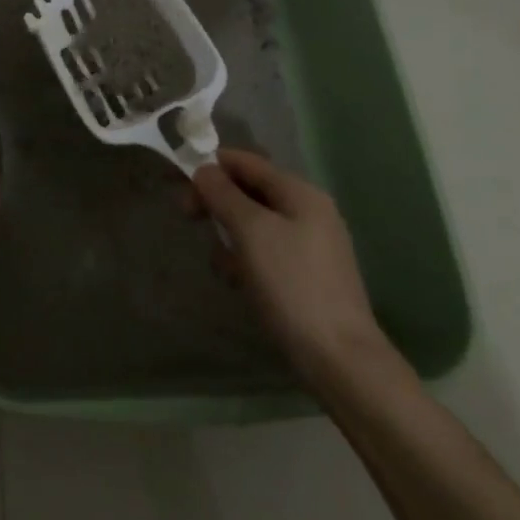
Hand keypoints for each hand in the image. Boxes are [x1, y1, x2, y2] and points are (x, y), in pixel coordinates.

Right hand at [191, 149, 385, 386]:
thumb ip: (224, 194)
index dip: (211, 167)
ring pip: (255, 223)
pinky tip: (238, 281)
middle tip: (189, 218)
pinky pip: (266, 251)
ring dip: (230, 235)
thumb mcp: (251, 231)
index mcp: (300, 192)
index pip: (246, 162)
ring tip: (221, 263)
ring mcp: (311, 244)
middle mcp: (309, 211)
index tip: (180, 186)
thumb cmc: (291, 284)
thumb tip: (204, 170)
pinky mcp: (307, 275)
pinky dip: (246, 259)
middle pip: (250, 190)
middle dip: (217, 202)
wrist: (339, 358)